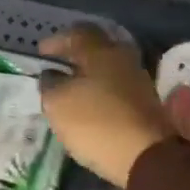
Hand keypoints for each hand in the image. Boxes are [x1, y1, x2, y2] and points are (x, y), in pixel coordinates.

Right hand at [38, 25, 175, 188]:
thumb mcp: (58, 103)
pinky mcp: (146, 105)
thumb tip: (52, 75)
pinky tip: (91, 104)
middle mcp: (124, 60)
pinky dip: (102, 91)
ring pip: (110, 68)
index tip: (42, 52)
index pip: (78, 32)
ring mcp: (139, 82)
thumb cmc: (96, 122)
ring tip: (72, 87)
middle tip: (60, 64)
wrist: (146, 157)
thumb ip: (50, 84)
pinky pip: (119, 88)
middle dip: (78, 53)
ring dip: (91, 74)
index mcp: (102, 52)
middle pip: (99, 47)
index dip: (58, 40)